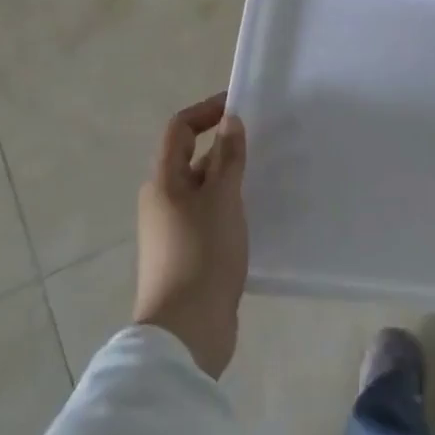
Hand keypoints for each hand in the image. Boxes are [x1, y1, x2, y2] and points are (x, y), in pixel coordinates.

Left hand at [134, 94, 247, 379]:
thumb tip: (230, 121)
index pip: (179, 129)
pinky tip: (260, 214)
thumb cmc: (202, 254)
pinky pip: (212, 216)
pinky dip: (233, 206)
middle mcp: (164, 201)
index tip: (241, 105)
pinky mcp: (191, 254)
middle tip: (265, 143)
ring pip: (206, 190)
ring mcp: (176, 230)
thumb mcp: (221, 199)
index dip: (206, 111)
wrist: (187, 329)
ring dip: (232, 178)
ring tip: (270, 175)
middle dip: (226, 146)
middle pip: (192, 159)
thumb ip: (228, 158)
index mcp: (163, 182)